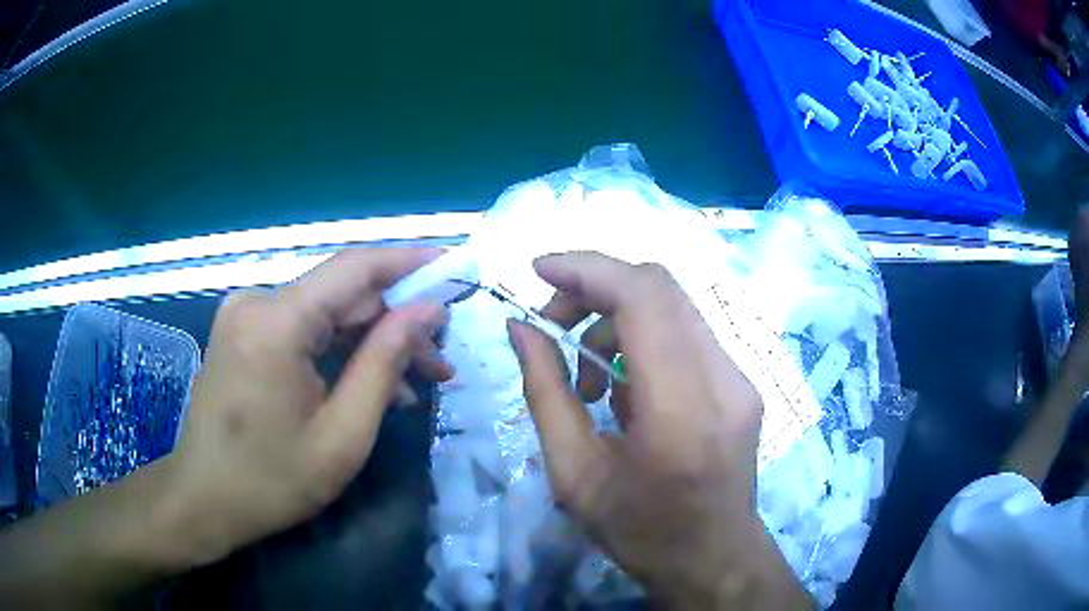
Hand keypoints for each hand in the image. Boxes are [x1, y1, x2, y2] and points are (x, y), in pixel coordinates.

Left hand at [157, 248, 450, 567]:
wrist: (205, 498)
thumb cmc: (273, 480)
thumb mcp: (343, 433)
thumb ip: (386, 362)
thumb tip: (428, 311)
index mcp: (276, 322)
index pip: (356, 268)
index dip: (411, 262)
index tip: (457, 268)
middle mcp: (257, 302)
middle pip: (343, 294)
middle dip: (396, 324)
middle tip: (441, 363)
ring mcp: (245, 315)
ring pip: (326, 313)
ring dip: (370, 343)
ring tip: (414, 384)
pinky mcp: (243, 331)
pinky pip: (303, 329)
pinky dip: (338, 351)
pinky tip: (367, 386)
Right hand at [508, 252, 810, 608]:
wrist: (715, 558)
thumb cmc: (640, 532)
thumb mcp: (573, 475)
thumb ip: (544, 393)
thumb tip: (520, 327)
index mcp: (680, 412)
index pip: (643, 299)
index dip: (587, 270)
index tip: (539, 272)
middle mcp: (723, 381)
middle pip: (661, 287)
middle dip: (596, 289)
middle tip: (554, 326)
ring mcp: (741, 378)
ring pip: (674, 305)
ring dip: (618, 317)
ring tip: (588, 376)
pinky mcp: (743, 382)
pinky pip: (686, 332)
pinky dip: (643, 338)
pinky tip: (625, 388)